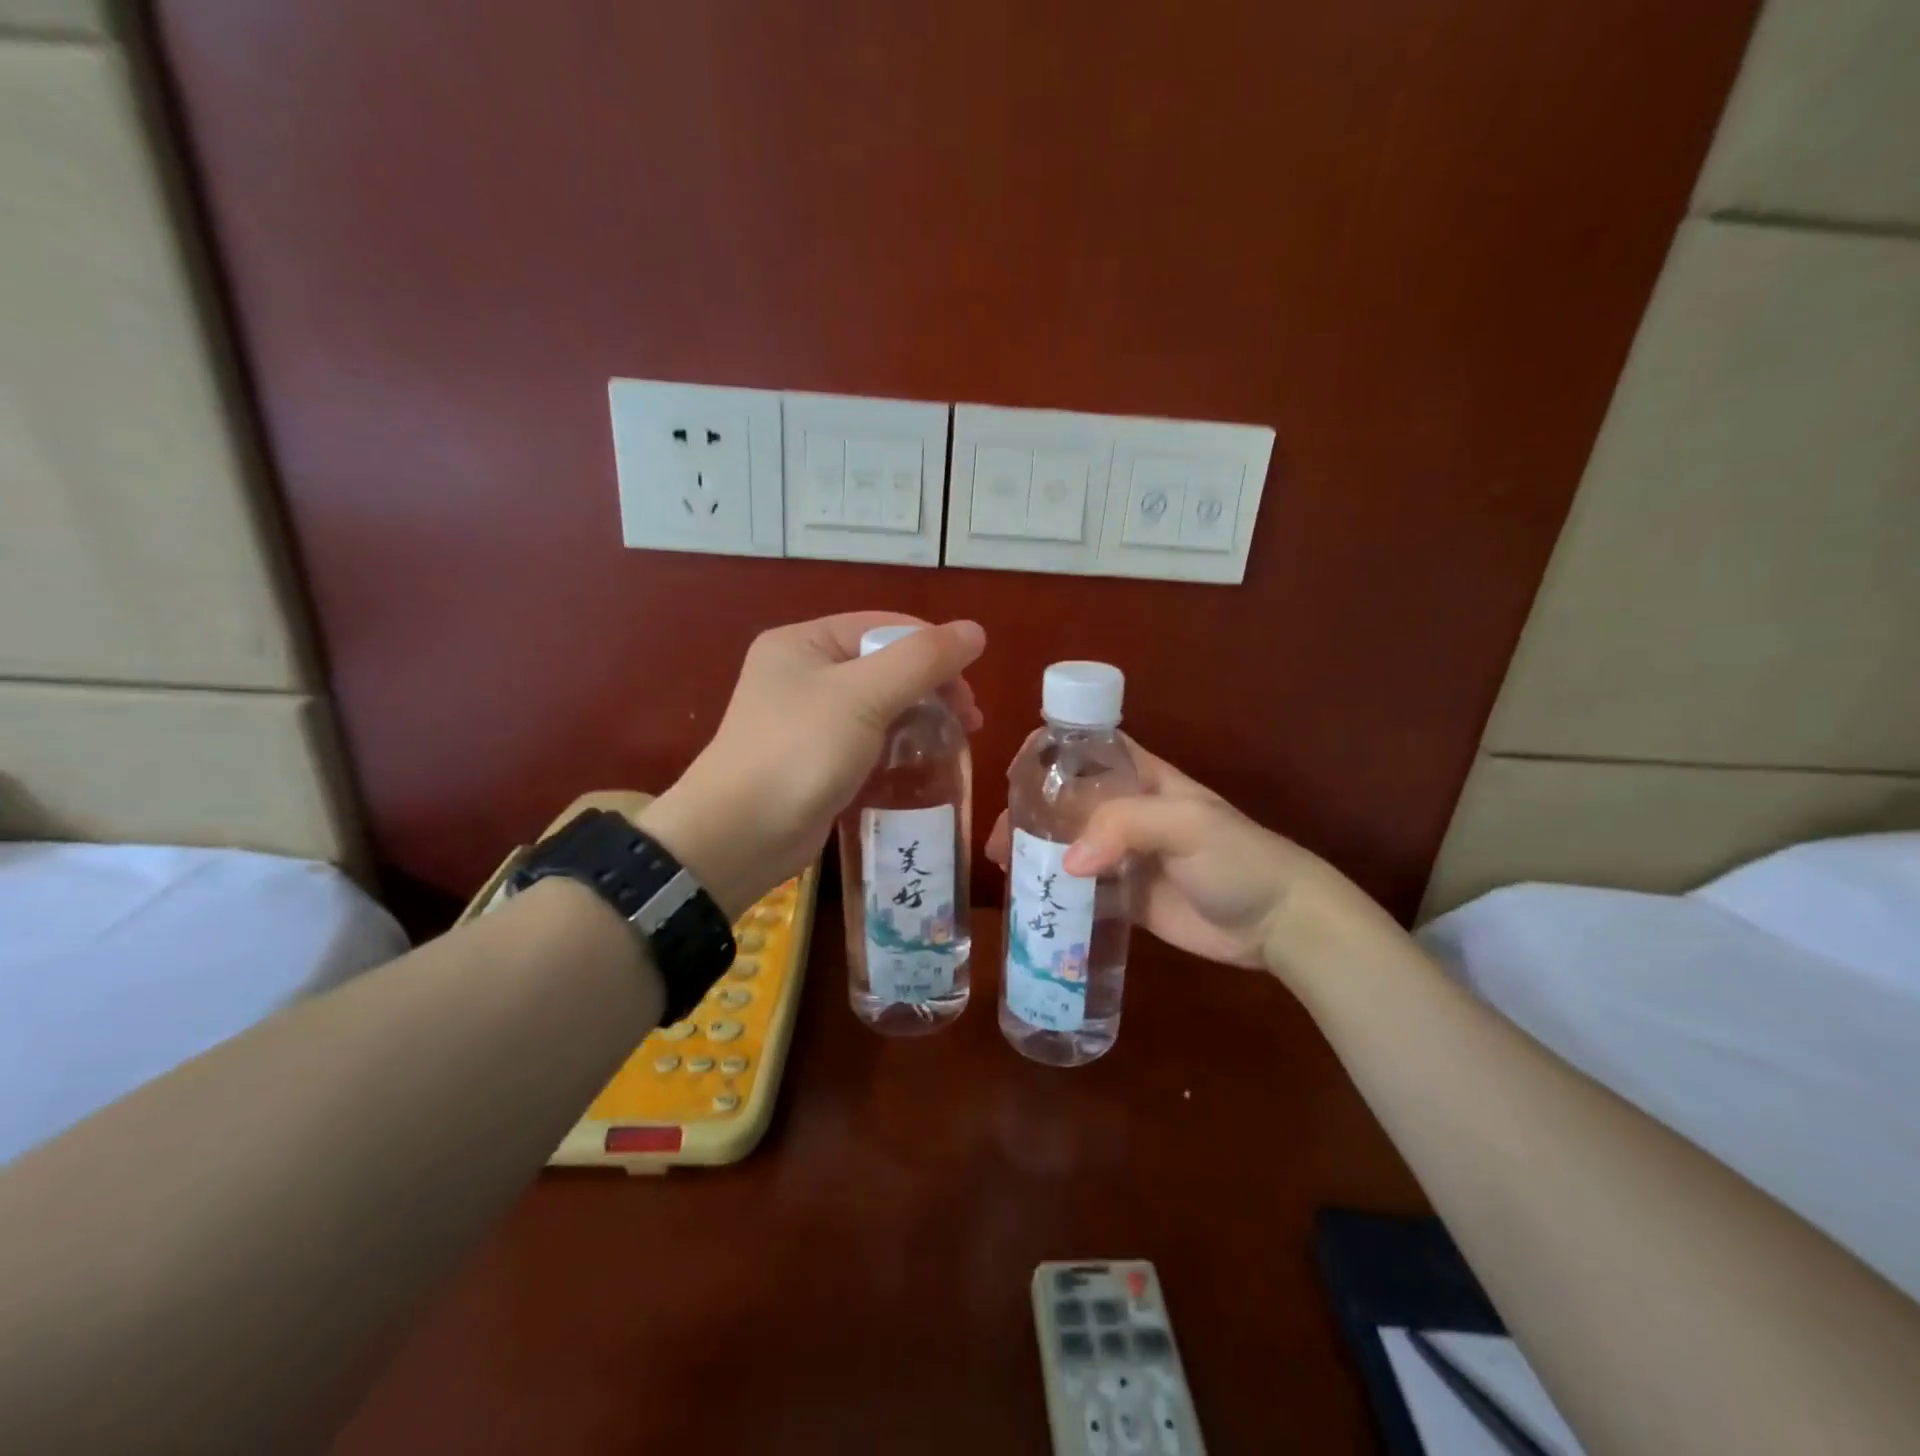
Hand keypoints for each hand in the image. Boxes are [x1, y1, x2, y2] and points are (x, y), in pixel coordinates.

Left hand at [640, 612, 984, 919]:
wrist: (740, 836)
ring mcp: (807, 718)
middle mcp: (803, 672)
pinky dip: (898, 743)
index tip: (970, 688)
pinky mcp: (816, 758)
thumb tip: (975, 631)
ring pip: (880, 703)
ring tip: (956, 740)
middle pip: (885, 664)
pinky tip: (923, 760)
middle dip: (931, 687)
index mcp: (805, 642)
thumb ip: (922, 660)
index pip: (884, 627)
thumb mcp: (864, 696)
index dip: (933, 649)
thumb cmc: (800, 752)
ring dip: (920, 716)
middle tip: (969, 720)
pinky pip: (868, 737)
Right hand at [986, 740, 1398, 983]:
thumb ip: (1126, 826)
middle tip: (999, 837)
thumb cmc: (1237, 857)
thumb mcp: (1187, 823)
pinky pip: (1082, 889)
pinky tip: (1028, 898)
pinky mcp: (1125, 898)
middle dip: (1031, 811)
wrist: (1277, 923)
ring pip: (1069, 845)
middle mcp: (1128, 813)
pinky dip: (1055, 890)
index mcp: (1143, 780)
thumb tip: (1067, 861)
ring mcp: (1125, 857)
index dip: (1054, 750)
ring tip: (1004, 867)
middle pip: (1068, 801)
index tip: (1016, 768)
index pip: (1092, 750)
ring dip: (1036, 852)